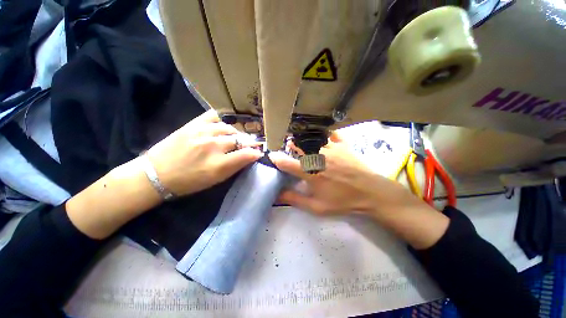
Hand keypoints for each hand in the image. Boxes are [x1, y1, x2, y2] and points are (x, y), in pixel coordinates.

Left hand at [147, 110, 262, 195]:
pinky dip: (221, 121)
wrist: (156, 174)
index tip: (258, 153)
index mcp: (218, 165)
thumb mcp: (215, 180)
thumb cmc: (189, 182)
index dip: (256, 153)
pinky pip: (213, 116)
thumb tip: (250, 157)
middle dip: (249, 143)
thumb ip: (235, 167)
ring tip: (235, 138)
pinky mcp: (192, 124)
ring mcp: (202, 132)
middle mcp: (213, 146)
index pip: (247, 154)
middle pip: (240, 140)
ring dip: (236, 134)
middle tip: (249, 146)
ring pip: (230, 128)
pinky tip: (222, 127)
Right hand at [270, 131, 420, 215]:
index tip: (272, 156)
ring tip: (301, 140)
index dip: (276, 159)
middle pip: (298, 146)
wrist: (371, 193)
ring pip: (312, 138)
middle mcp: (318, 157)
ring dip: (304, 139)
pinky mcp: (343, 145)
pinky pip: (331, 134)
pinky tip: (321, 134)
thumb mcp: (317, 207)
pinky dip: (324, 133)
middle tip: (289, 146)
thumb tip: (277, 195)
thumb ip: (295, 199)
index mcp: (310, 173)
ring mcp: (331, 149)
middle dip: (291, 145)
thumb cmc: (342, 201)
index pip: (287, 163)